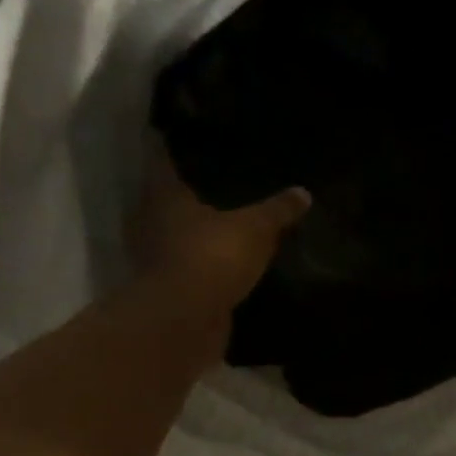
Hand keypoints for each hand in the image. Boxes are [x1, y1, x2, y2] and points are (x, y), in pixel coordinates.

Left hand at [135, 156, 309, 314]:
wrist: (186, 321)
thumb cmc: (213, 257)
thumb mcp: (255, 228)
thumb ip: (277, 210)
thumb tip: (304, 192)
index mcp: (164, 195)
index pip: (162, 160)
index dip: (171, 146)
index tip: (183, 135)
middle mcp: (151, 221)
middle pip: (165, 198)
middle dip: (185, 190)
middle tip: (212, 177)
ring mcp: (155, 257)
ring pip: (174, 233)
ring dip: (191, 229)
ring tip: (221, 218)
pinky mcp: (167, 288)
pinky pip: (186, 265)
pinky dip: (198, 262)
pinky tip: (220, 258)